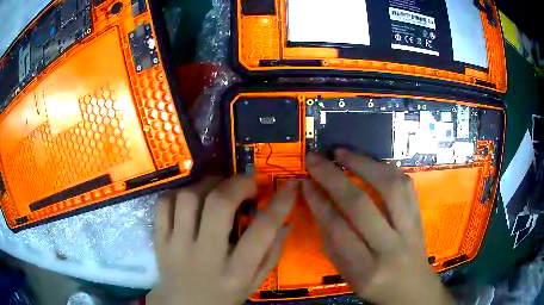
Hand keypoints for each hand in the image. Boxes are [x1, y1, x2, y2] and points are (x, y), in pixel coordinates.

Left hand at [148, 176, 296, 304]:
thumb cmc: (223, 295)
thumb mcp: (254, 283)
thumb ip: (271, 255)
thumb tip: (285, 222)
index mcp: (236, 272)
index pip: (262, 232)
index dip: (279, 204)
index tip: (290, 186)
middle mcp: (206, 256)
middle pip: (218, 206)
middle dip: (237, 185)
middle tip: (247, 183)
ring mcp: (177, 245)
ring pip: (188, 199)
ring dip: (207, 185)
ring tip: (217, 188)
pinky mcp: (159, 239)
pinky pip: (164, 204)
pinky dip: (178, 193)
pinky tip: (191, 199)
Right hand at [303, 149, 454, 304]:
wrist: (412, 288)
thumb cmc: (375, 286)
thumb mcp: (347, 274)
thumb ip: (332, 242)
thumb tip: (318, 203)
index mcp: (365, 270)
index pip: (337, 230)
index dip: (318, 202)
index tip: (305, 181)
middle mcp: (390, 249)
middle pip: (360, 206)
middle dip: (333, 177)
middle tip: (316, 159)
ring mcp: (410, 230)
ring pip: (389, 188)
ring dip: (363, 164)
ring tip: (343, 152)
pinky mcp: (420, 217)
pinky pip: (405, 185)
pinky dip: (386, 169)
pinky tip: (370, 162)